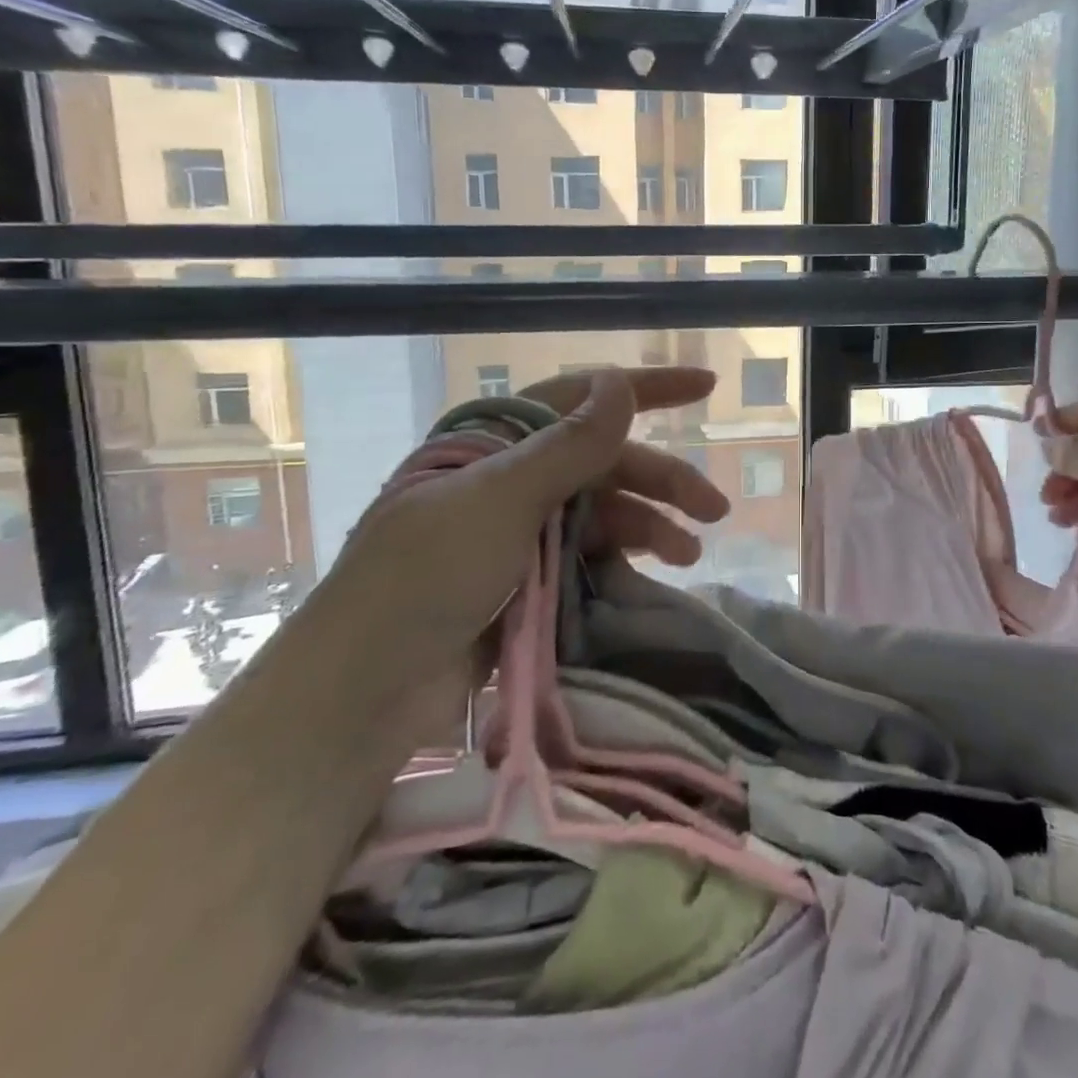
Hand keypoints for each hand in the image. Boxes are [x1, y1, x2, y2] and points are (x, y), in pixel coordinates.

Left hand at [328, 367, 728, 672]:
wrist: (363, 696)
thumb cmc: (425, 578)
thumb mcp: (501, 500)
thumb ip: (569, 444)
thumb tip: (621, 382)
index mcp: (493, 442)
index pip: (579, 396)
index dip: (645, 388)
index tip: (705, 386)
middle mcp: (507, 478)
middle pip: (601, 461)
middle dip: (661, 478)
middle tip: (714, 509)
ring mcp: (515, 533)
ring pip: (600, 511)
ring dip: (649, 525)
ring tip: (691, 554)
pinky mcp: (523, 582)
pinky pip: (587, 556)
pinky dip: (623, 560)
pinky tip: (653, 576)